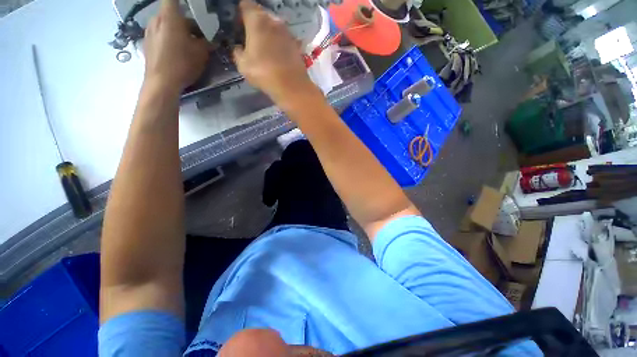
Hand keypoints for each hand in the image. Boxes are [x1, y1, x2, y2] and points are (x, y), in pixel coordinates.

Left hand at [143, 0, 208, 90]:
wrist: (162, 82)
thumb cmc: (183, 63)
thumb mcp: (201, 53)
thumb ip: (207, 43)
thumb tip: (212, 42)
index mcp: (170, 16)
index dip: (183, 3)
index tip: (193, 9)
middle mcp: (156, 19)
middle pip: (172, 14)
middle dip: (185, 22)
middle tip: (197, 36)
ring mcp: (149, 31)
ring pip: (165, 25)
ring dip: (177, 31)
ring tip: (187, 45)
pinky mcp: (146, 43)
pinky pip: (160, 35)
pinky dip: (169, 39)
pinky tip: (176, 52)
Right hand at [233, 0, 317, 105]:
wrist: (292, 86)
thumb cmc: (264, 73)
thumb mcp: (243, 64)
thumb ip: (238, 52)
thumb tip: (239, 48)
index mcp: (257, 20)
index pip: (246, 5)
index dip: (241, 14)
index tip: (239, 25)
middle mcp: (274, 20)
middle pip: (262, 14)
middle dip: (256, 23)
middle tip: (251, 37)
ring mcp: (288, 32)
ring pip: (275, 26)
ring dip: (269, 33)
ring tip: (265, 48)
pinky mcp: (296, 45)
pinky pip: (284, 39)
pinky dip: (280, 43)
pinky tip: (278, 56)